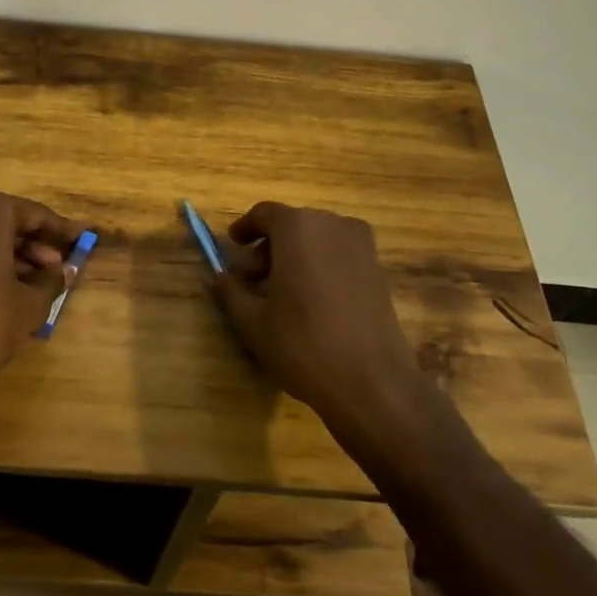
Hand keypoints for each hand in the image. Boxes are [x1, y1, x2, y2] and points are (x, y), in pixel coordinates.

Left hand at [0, 189, 82, 377]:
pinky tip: (2, 284)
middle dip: (32, 244)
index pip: (34, 215)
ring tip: (33, 281)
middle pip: (5, 221)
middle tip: (55, 267)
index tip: (81, 239)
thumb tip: (66, 270)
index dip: (60, 231)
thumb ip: (52, 280)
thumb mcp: (30, 303)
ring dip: (8, 253)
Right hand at [208, 202, 423, 430]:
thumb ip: (230, 292)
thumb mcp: (253, 322)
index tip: (233, 246)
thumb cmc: (303, 344)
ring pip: (318, 239)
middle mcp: (332, 224)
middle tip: (252, 278)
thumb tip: (217, 277)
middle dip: (269, 246)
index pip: (264, 214)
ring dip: (296, 255)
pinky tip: (312, 301)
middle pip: (292, 225)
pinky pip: (339, 254)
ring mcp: (361, 245)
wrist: (372, 381)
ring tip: (282, 293)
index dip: (245, 228)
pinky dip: (321, 265)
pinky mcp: (378, 268)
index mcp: (298, 227)